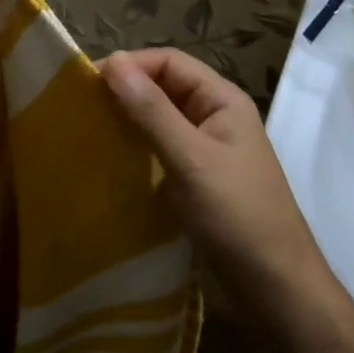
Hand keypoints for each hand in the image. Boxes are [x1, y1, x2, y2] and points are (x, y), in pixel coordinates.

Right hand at [100, 48, 328, 300]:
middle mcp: (212, 118)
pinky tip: (105, 164)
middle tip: (77, 108)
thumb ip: (151, 111)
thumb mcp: (191, 159)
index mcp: (221, 100)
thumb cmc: (237, 216)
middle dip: (122, 93)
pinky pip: (156, 154)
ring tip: (84, 133)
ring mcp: (203, 152)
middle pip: (161, 89)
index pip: (168, 62)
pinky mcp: (192, 182)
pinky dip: (132, 153)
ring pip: (155, 122)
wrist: (276, 291)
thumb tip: (111, 61)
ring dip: (124, 124)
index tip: (85, 83)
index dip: (129, 66)